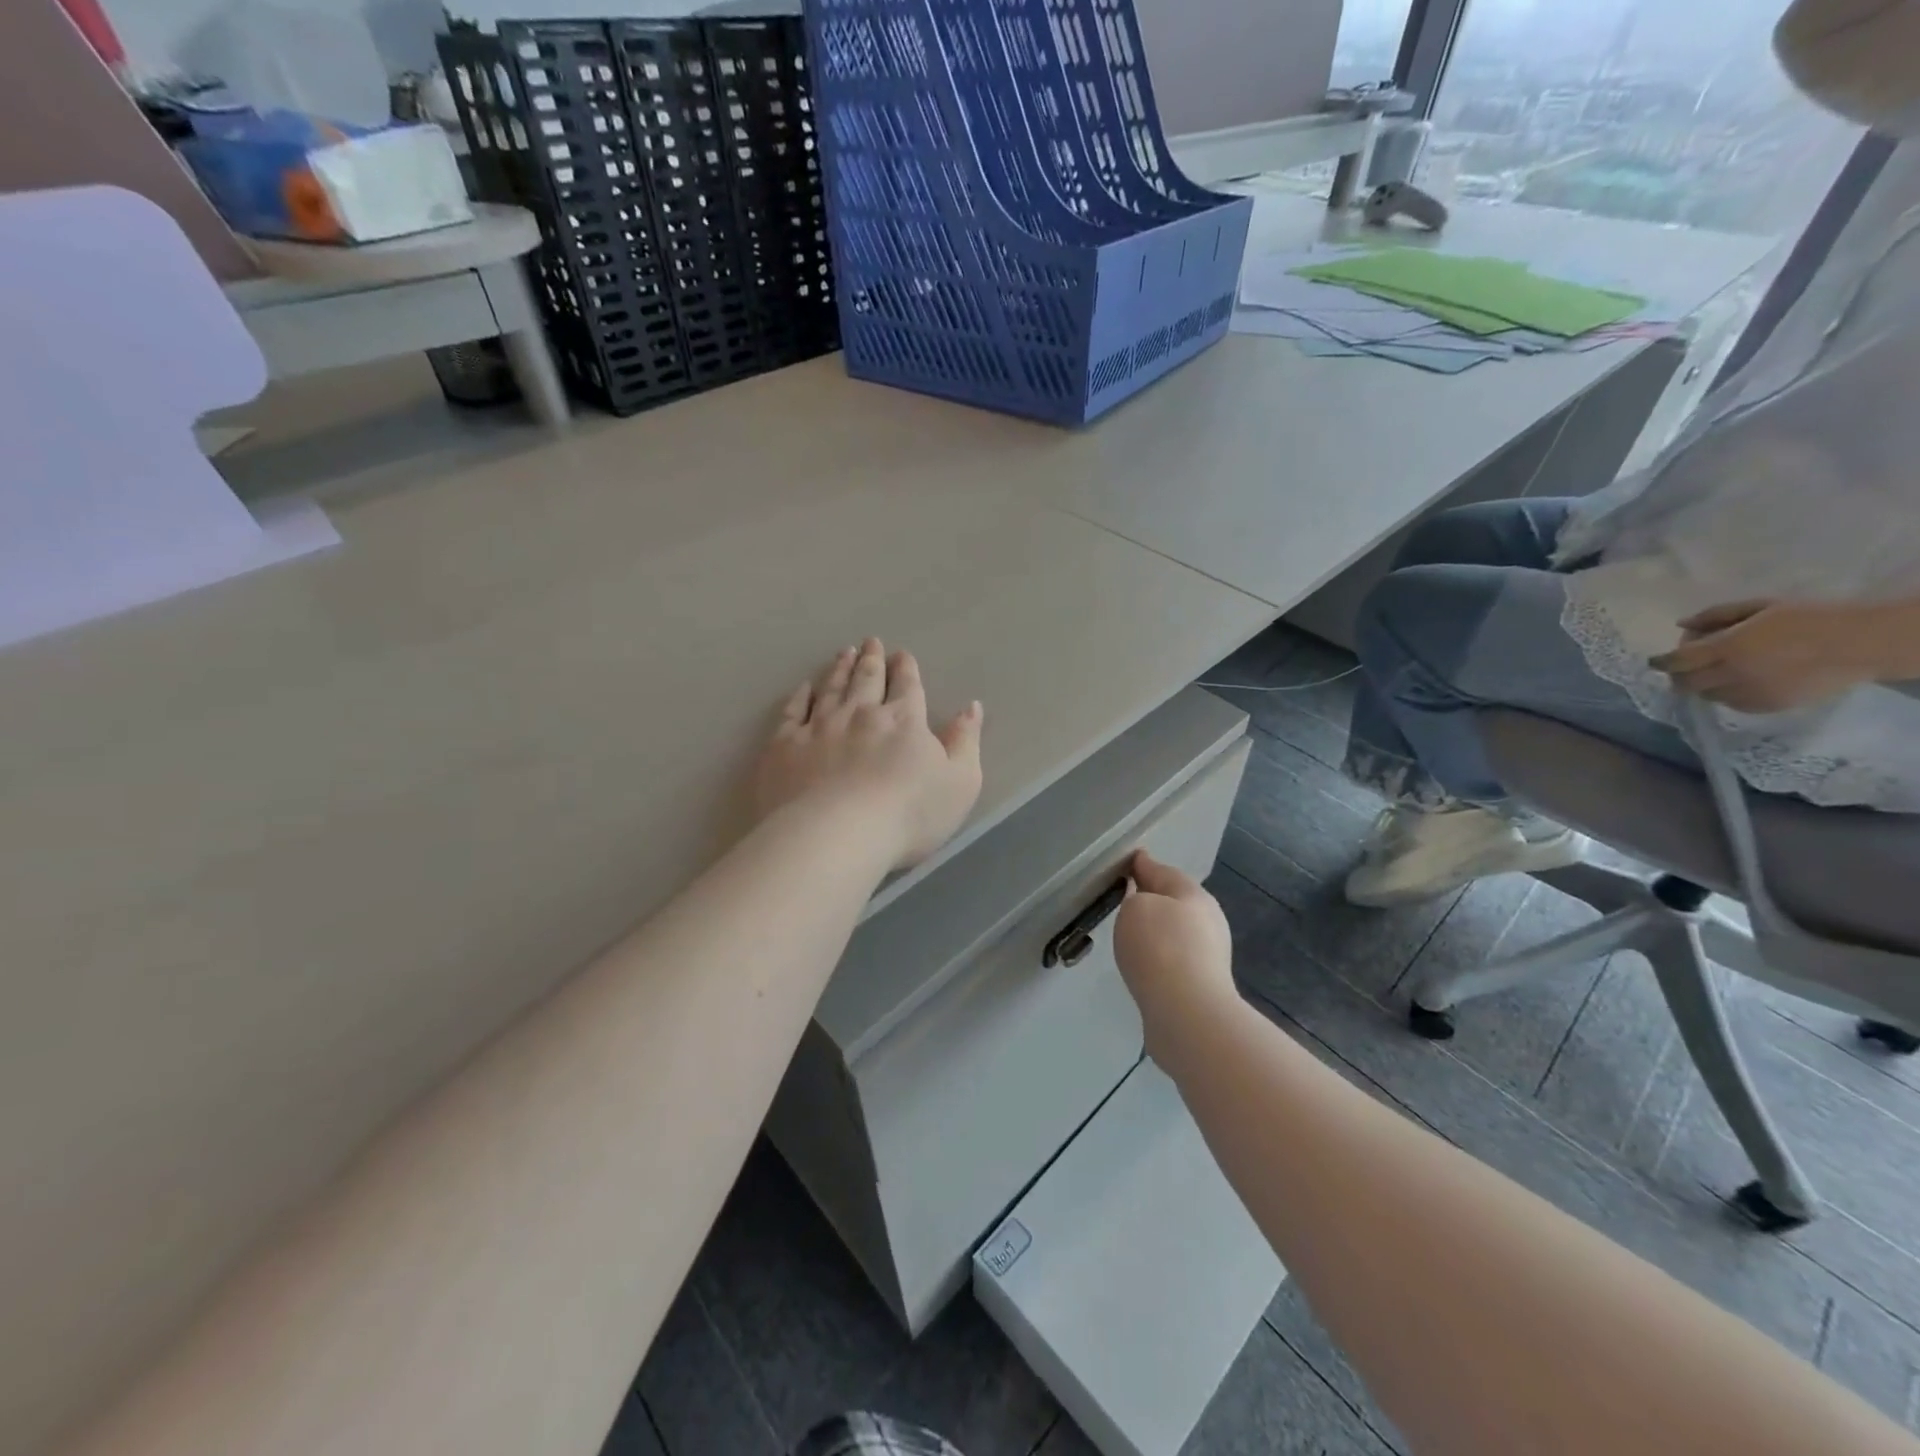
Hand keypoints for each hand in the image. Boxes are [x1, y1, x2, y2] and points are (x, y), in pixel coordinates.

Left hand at [755, 639, 983, 870]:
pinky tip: (804, 687)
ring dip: (839, 668)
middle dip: (872, 659)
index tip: (902, 654)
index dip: (906, 668)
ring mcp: (819, 727)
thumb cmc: (909, 814)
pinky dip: (800, 696)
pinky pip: (792, 711)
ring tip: (844, 653)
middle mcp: (861, 714)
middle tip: (870, 642)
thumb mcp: (960, 782)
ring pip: (831, 688)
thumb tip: (972, 707)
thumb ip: (966, 742)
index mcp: (904, 720)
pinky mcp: (785, 746)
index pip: (907, 686)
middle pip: (867, 679)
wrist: (837, 835)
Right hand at [1113, 851, 1235, 1061]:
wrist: (1187, 1014)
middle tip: (1124, 896)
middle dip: (1152, 897)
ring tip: (1129, 932)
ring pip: (1175, 932)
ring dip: (1156, 929)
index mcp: (1194, 895)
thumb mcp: (1137, 908)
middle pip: (1174, 901)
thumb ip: (1136, 899)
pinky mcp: (1201, 986)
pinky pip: (1173, 960)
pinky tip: (1143, 963)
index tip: (1127, 860)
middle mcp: (1207, 921)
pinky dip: (1158, 956)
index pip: (1163, 871)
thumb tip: (1145, 907)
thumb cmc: (1160, 948)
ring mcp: (1208, 956)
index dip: (1142, 864)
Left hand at [1650, 600, 1877, 712]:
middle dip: (1678, 676)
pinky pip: (1731, 703)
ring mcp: (1747, 693)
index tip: (1654, 661)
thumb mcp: (1760, 607)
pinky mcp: (1765, 706)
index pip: (1676, 661)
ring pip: (1706, 695)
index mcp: (1726, 648)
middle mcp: (1731, 674)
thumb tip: (1681, 625)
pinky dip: (1727, 694)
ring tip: (1720, 670)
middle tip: (1686, 666)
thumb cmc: (1809, 618)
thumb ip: (1715, 616)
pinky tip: (1742, 681)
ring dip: (1703, 685)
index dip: (1660, 662)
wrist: (1860, 644)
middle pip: (1684, 683)